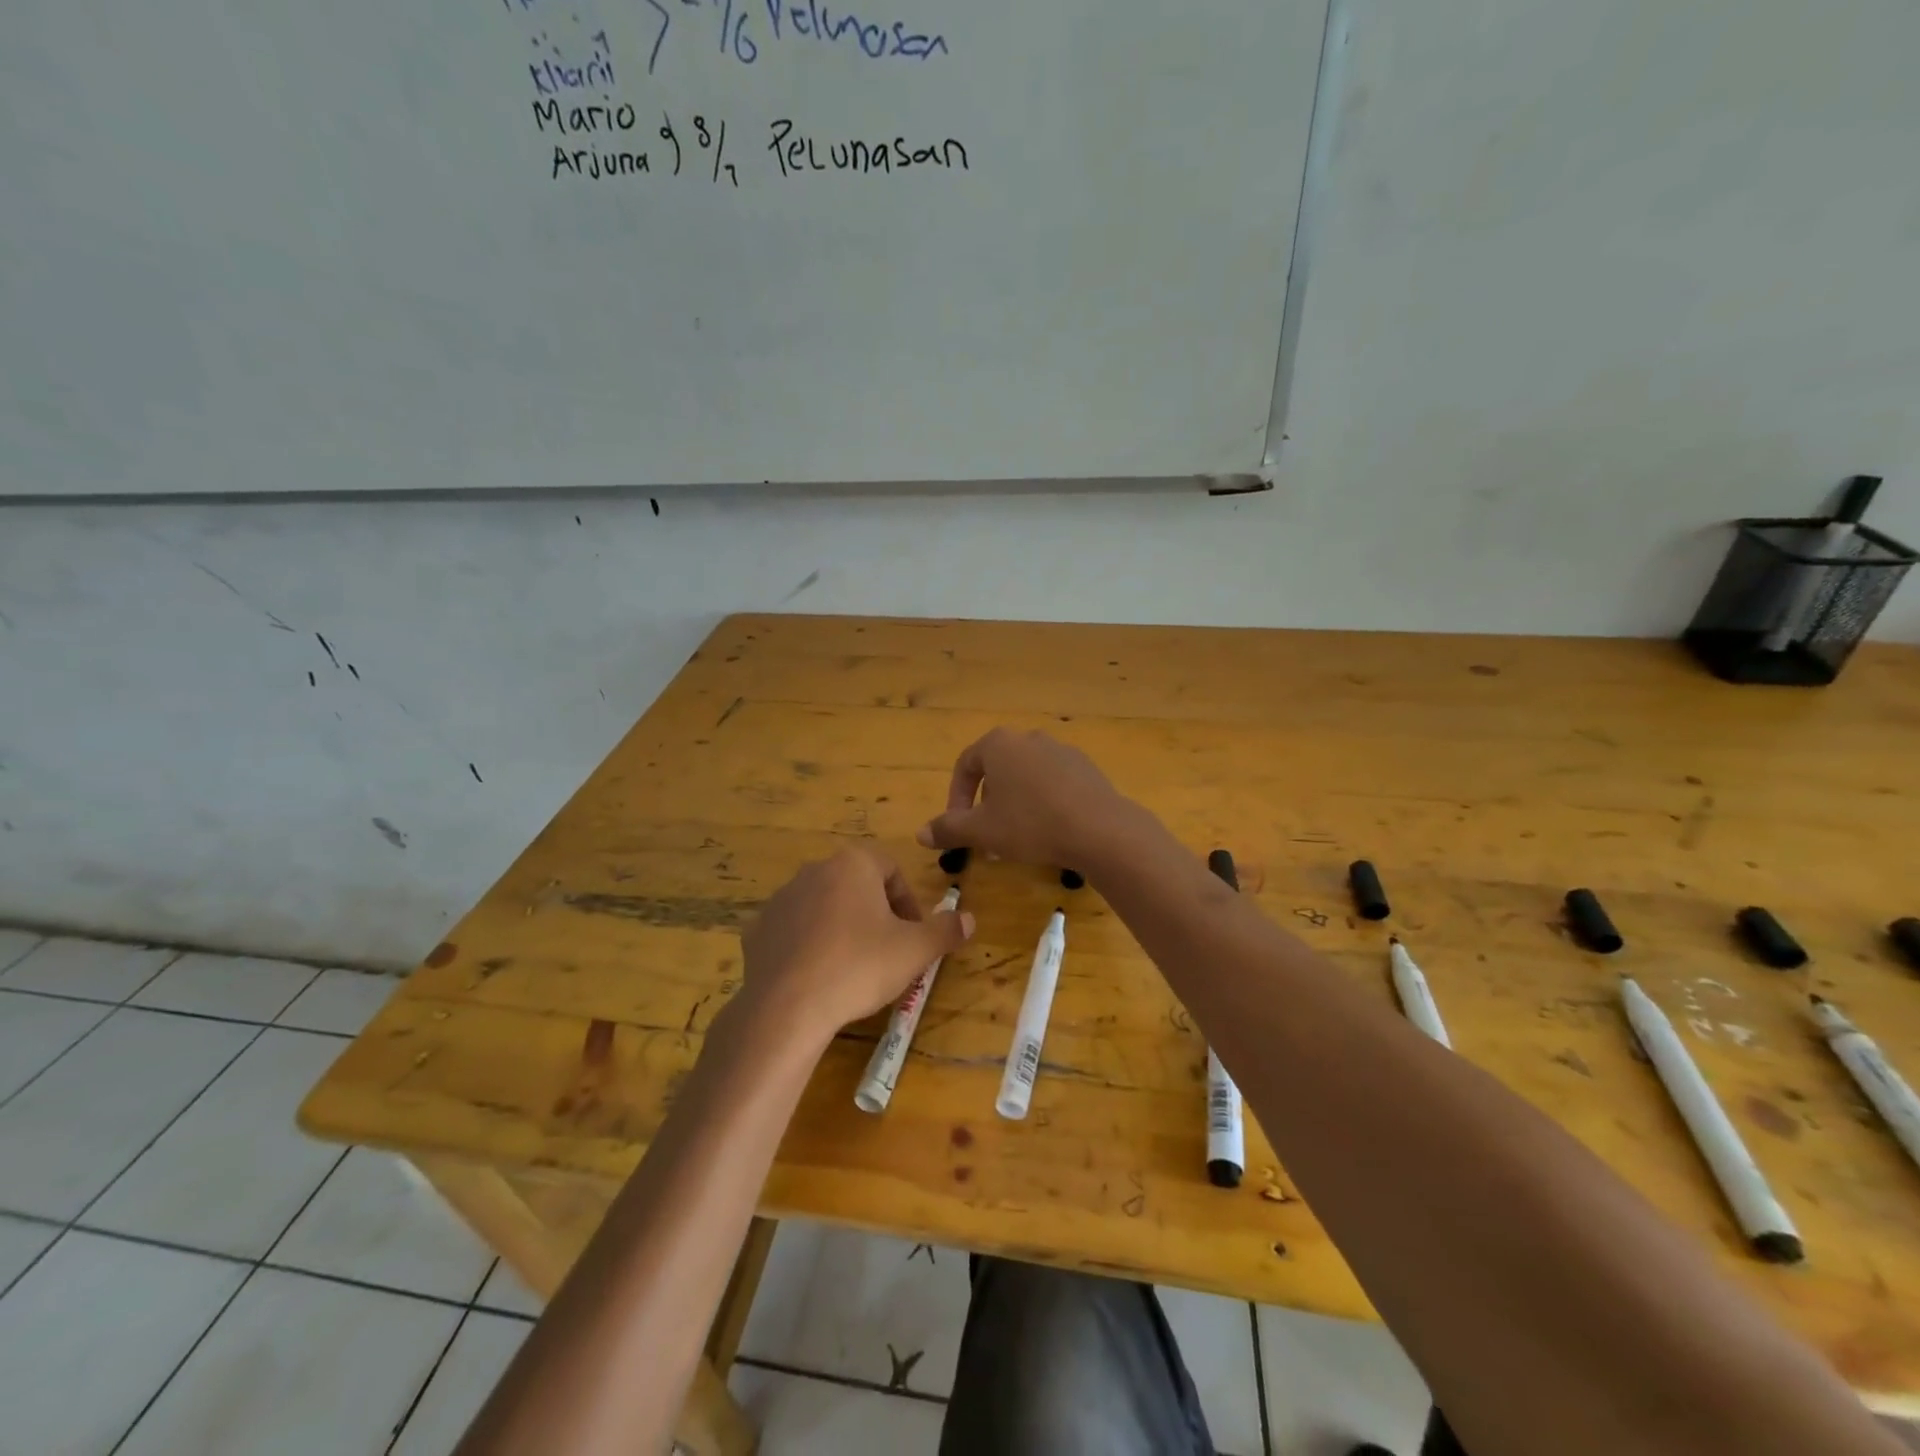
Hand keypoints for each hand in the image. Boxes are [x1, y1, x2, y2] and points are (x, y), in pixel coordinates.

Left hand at [738, 847, 973, 1039]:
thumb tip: (969, 919)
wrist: (787, 1007)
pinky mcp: (759, 929)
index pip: (891, 869)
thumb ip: (945, 930)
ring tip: (853, 967)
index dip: (908, 902)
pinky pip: (795, 930)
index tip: (913, 934)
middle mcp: (815, 870)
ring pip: (825, 906)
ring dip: (843, 927)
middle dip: (876, 913)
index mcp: (853, 863)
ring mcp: (782, 898)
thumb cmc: (859, 966)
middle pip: (857, 885)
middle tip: (888, 951)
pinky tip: (819, 976)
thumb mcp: (914, 951)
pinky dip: (810, 945)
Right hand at [916, 728, 1131, 868]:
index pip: (965, 766)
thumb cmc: (1030, 824)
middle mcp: (1028, 738)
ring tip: (1017, 837)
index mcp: (999, 744)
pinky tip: (1048, 830)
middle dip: (986, 804)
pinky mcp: (1085, 768)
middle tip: (987, 835)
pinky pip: (1052, 783)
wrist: (1099, 829)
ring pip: (1025, 777)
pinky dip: (1042, 802)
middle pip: (996, 770)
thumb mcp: (982, 831)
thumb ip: (948, 829)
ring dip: (1014, 804)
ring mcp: (1061, 750)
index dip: (955, 798)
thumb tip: (920, 833)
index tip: (958, 827)